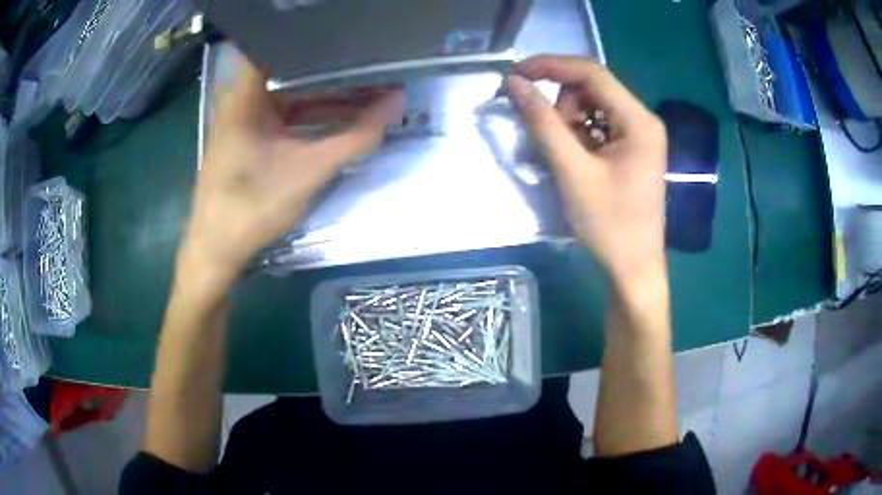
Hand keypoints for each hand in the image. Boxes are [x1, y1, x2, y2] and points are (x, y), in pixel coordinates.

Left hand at [181, 55, 404, 282]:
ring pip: (290, 95)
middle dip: (333, 71)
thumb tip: (397, 104)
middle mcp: (243, 101)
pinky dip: (311, 117)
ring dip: (326, 96)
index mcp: (245, 97)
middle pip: (291, 71)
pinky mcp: (250, 141)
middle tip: (371, 67)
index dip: (316, 41)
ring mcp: (245, 122)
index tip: (352, 40)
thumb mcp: (308, 171)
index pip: (279, 46)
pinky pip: (285, 117)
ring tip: (367, 92)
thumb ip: (354, 137)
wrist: (217, 252)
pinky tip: (341, 120)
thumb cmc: (251, 207)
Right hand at [505, 55, 667, 284]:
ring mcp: (639, 134)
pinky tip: (578, 162)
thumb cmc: (609, 225)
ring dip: (569, 123)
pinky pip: (598, 125)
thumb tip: (513, 83)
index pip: (591, 72)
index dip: (550, 66)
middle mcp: (643, 119)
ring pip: (592, 106)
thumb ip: (542, 123)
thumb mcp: (572, 171)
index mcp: (638, 121)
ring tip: (569, 159)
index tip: (515, 75)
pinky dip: (579, 135)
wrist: (633, 267)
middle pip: (592, 88)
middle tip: (554, 142)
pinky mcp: (632, 148)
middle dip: (563, 105)